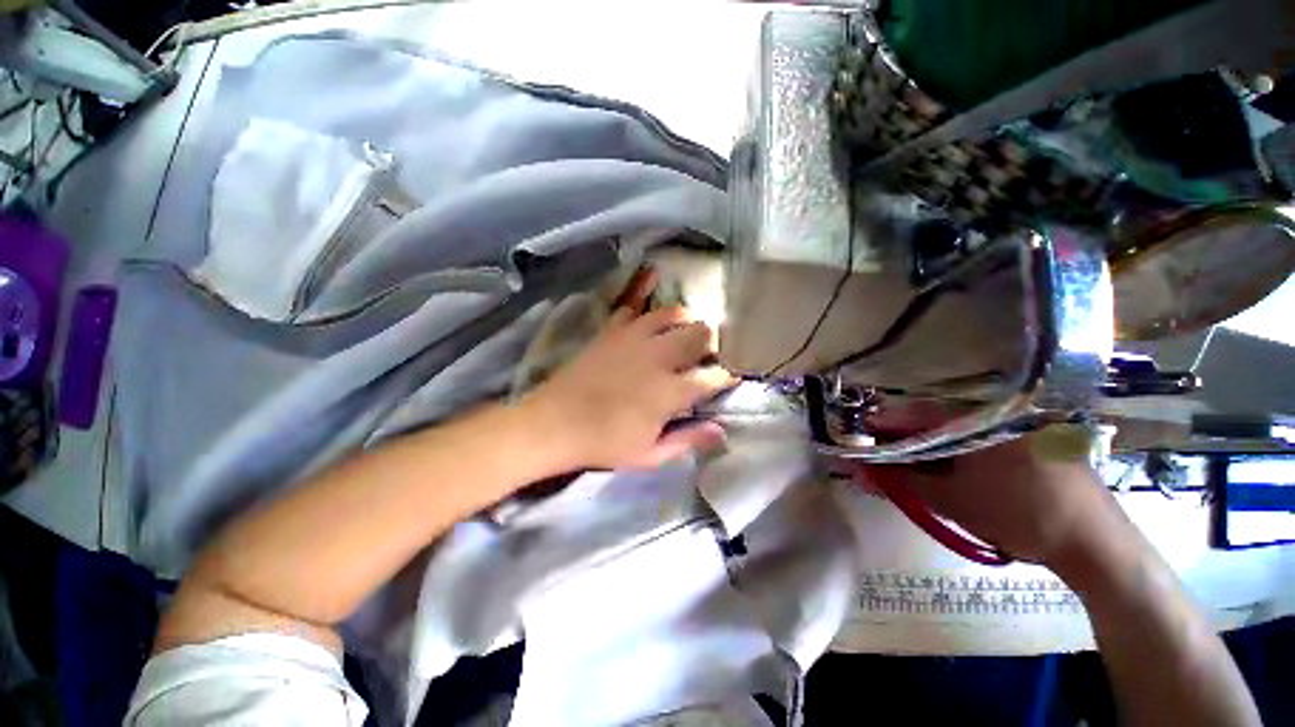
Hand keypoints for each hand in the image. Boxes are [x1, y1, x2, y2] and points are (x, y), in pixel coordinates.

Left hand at [524, 268, 737, 470]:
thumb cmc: (604, 444)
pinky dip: (647, 308)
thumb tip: (721, 431)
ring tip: (685, 332)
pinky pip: (635, 308)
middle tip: (708, 354)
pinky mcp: (612, 331)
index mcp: (669, 391)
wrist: (554, 424)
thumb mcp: (649, 454)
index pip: (712, 376)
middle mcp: (657, 357)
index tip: (730, 377)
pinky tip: (651, 317)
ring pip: (672, 313)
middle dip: (712, 342)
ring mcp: (633, 338)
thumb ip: (688, 440)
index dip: (726, 375)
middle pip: (699, 333)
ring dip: (686, 320)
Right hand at [862, 431, 1128, 567]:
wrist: (1097, 545)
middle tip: (886, 467)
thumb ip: (901, 481)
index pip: (908, 414)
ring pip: (955, 432)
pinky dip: (957, 456)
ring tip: (914, 476)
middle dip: (902, 444)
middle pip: (930, 422)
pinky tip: (952, 476)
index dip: (879, 430)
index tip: (859, 445)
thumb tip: (862, 470)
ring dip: (929, 452)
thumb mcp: (951, 501)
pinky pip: (979, 441)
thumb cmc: (1019, 516)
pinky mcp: (1031, 441)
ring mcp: (1016, 426)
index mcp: (973, 418)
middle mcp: (993, 413)